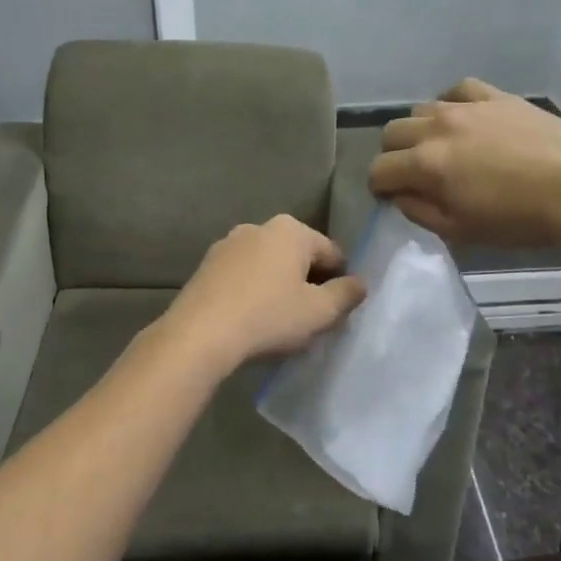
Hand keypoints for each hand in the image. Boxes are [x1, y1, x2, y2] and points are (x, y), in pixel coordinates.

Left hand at [163, 215, 366, 370]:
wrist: (200, 333)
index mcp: (291, 230)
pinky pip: (242, 276)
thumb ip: (346, 294)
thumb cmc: (269, 317)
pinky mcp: (206, 265)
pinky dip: (252, 291)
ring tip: (279, 322)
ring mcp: (228, 244)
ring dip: (278, 287)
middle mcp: (258, 227)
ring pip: (268, 265)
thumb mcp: (319, 311)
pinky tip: (251, 319)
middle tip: (310, 318)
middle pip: (298, 256)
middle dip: (308, 282)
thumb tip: (360, 283)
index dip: (341, 281)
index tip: (337, 310)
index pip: (332, 253)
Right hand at [369, 78, 560, 247]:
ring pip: (420, 110)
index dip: (380, 187)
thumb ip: (419, 212)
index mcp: (426, 165)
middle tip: (415, 174)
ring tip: (442, 147)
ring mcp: (465, 107)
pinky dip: (451, 104)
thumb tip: (399, 196)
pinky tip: (463, 119)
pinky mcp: (494, 96)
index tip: (393, 197)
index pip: (379, 170)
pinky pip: (457, 91)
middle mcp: (437, 128)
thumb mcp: (461, 230)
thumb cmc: (520, 219)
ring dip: (420, 131)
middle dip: (394, 156)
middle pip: (391, 134)